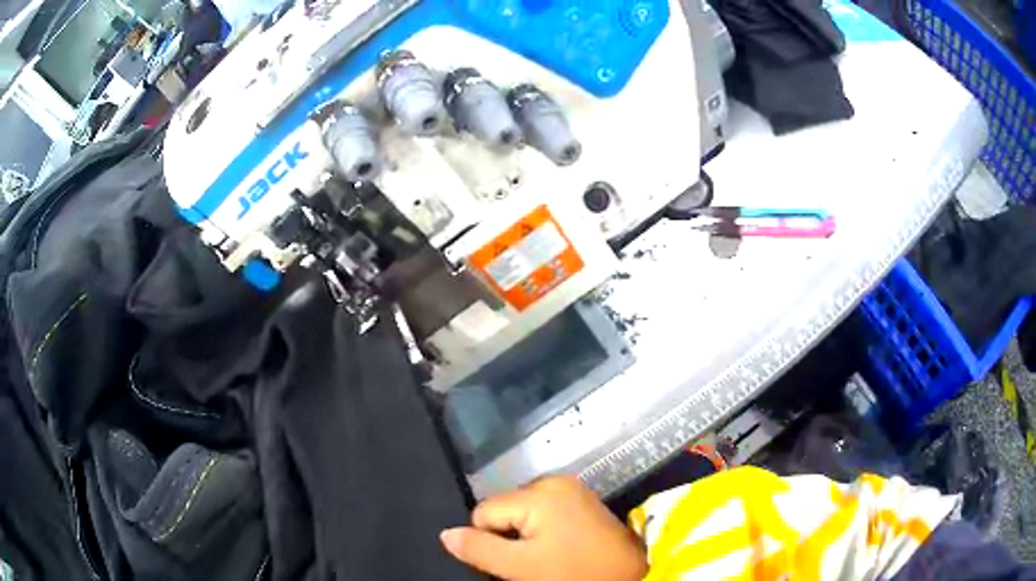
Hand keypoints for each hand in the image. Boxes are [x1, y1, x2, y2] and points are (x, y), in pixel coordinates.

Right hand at [441, 476, 647, 580]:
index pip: (484, 513)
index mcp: (539, 491)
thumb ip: (479, 549)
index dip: (491, 541)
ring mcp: (572, 488)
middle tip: (535, 560)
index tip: (517, 561)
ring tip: (549, 555)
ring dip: (525, 535)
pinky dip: (543, 530)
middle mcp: (554, 480)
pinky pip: (544, 512)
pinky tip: (560, 547)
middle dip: (509, 536)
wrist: (629, 575)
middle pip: (504, 510)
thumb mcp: (521, 567)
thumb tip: (446, 534)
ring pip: (522, 512)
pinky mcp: (582, 500)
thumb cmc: (575, 572)